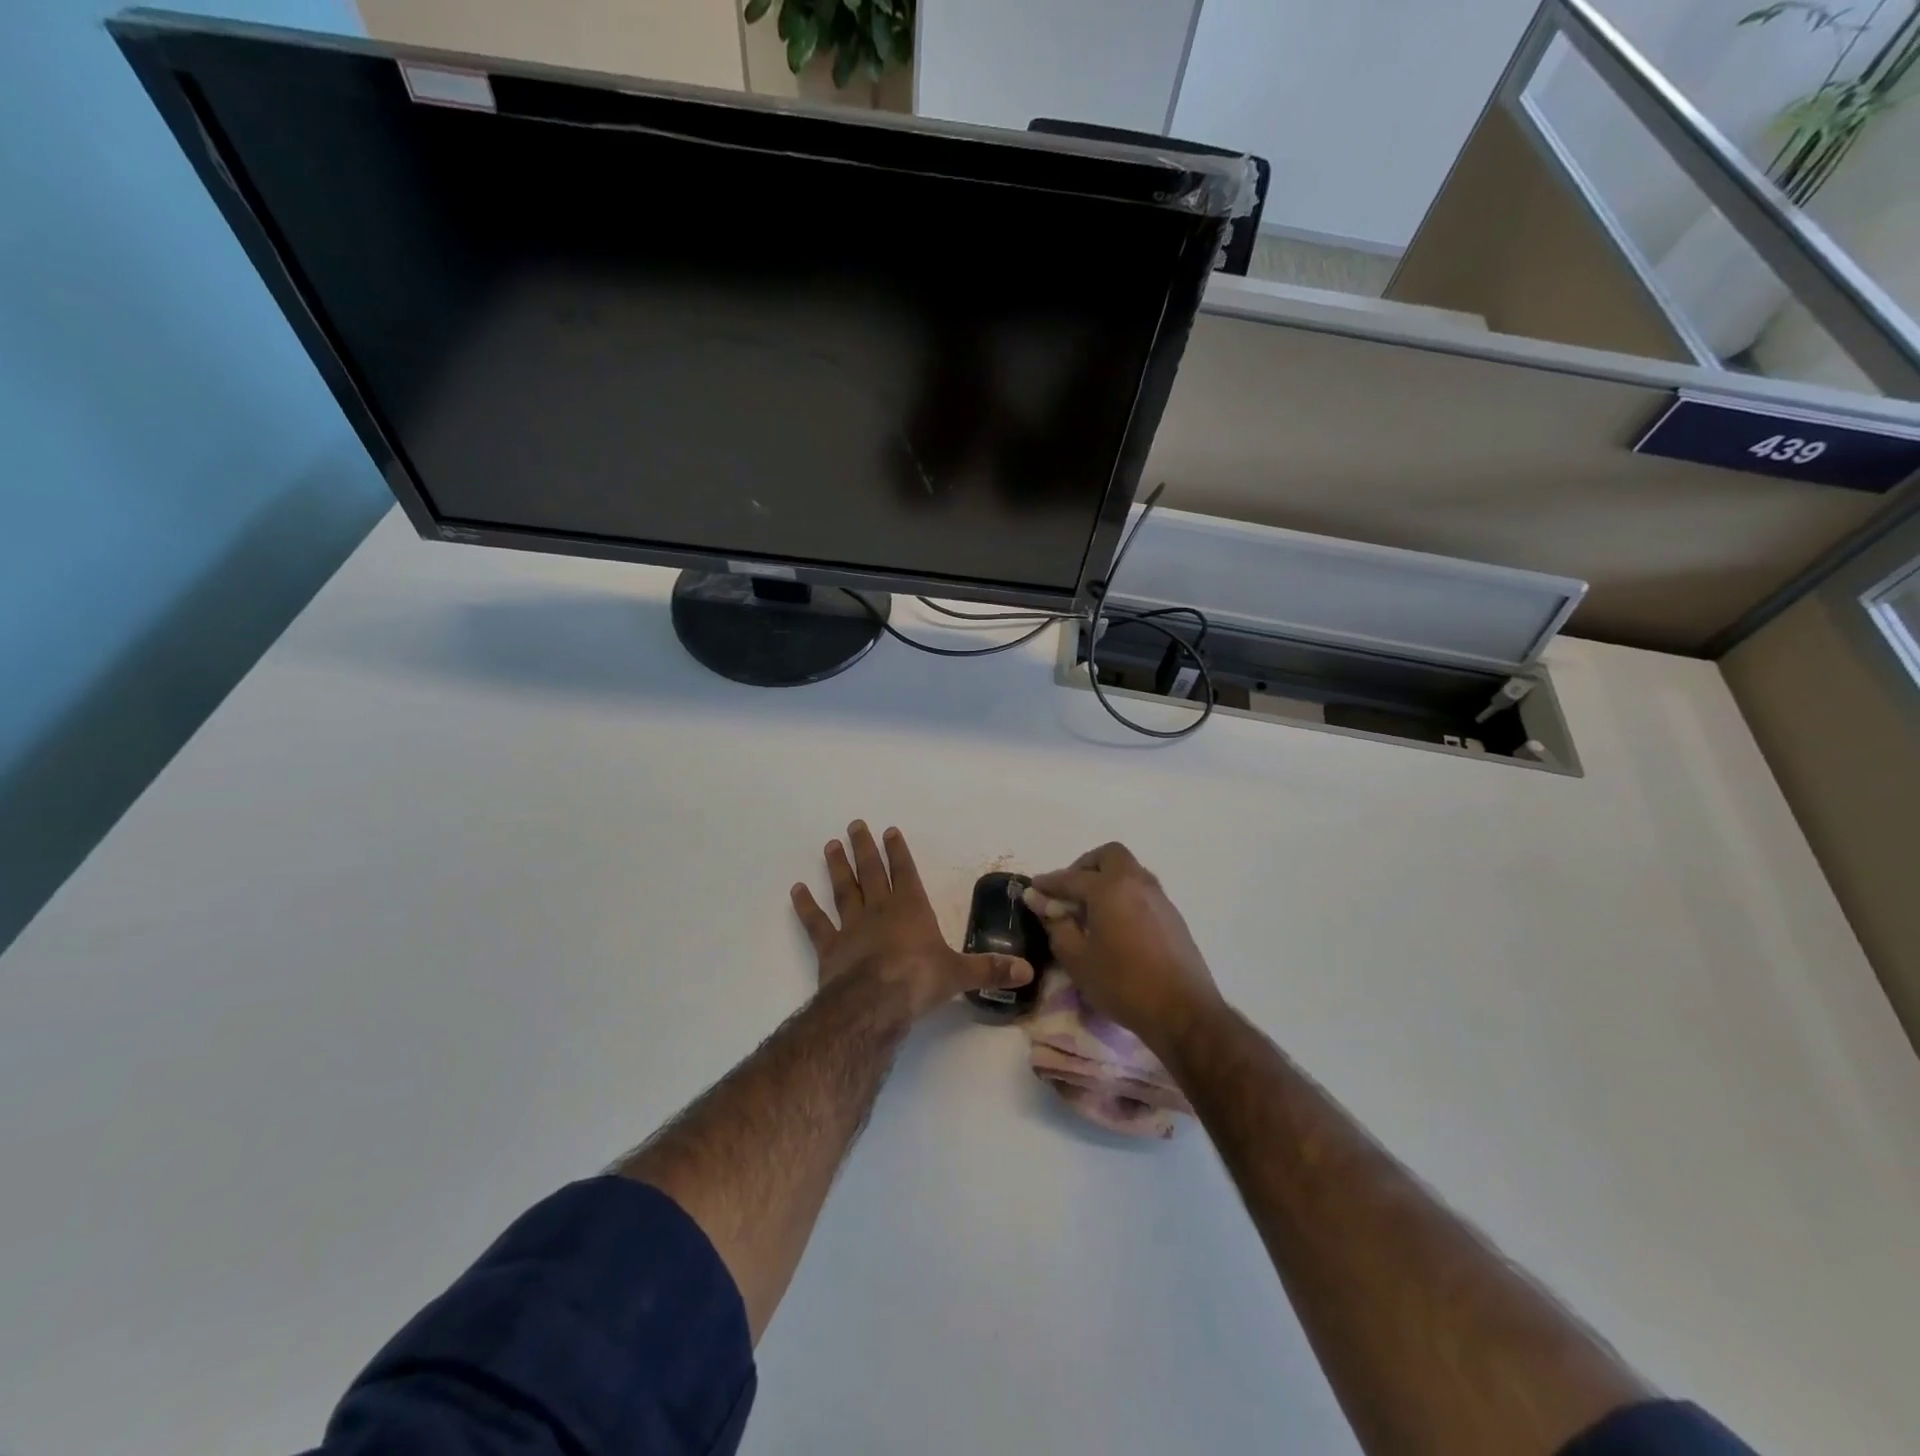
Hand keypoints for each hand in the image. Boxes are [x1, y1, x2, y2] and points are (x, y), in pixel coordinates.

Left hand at [791, 822, 1032, 1019]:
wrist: (876, 1002)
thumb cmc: (920, 981)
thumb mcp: (960, 975)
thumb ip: (990, 970)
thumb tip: (1027, 971)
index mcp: (912, 909)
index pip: (906, 872)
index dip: (899, 851)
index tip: (890, 831)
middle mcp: (881, 910)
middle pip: (871, 872)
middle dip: (865, 848)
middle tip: (855, 824)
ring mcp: (852, 926)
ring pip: (844, 889)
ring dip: (838, 867)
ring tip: (830, 845)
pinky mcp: (830, 947)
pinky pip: (816, 923)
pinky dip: (806, 906)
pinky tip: (796, 890)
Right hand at [1024, 842, 1222, 1055]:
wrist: (1183, 1011)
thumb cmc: (1122, 984)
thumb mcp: (1077, 959)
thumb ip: (1056, 925)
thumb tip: (1041, 901)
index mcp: (1109, 888)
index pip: (1071, 877)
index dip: (1049, 883)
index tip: (1034, 888)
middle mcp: (1136, 882)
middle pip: (1109, 856)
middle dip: (1085, 867)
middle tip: (1069, 891)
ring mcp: (1159, 897)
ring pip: (1129, 870)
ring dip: (1107, 878)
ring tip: (1091, 908)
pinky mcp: (1173, 915)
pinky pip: (1142, 890)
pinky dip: (1124, 894)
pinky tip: (1115, 923)